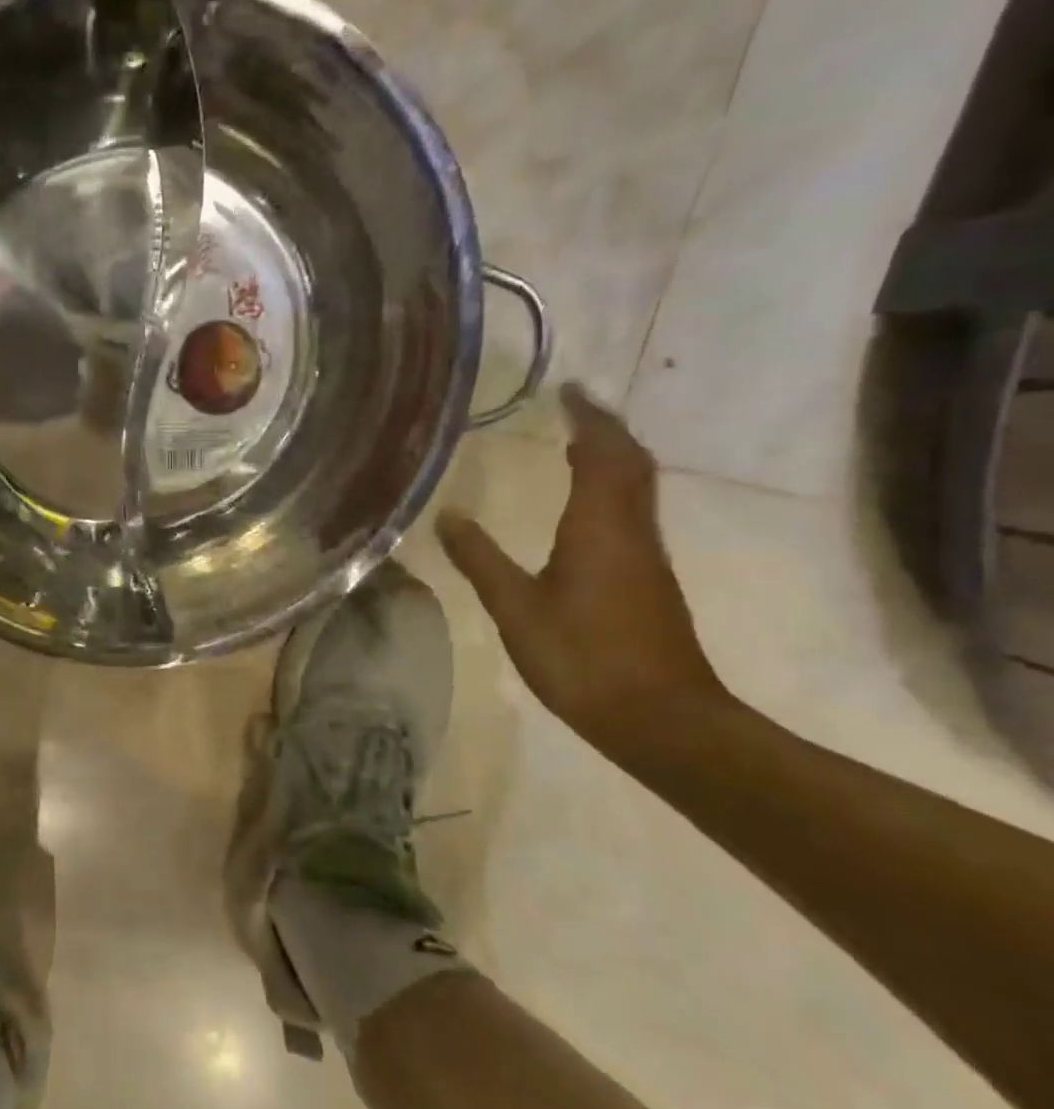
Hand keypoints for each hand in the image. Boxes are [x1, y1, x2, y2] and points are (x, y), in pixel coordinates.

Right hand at [436, 383, 727, 758]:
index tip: (568, 389)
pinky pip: (633, 514)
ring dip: (613, 458)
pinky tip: (589, 508)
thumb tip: (447, 514)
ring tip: (579, 445)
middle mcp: (631, 531)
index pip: (602, 454)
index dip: (588, 418)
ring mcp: (646, 558)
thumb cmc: (582, 658)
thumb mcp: (516, 608)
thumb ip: (481, 559)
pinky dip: (613, 491)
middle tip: (575, 408)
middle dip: (606, 429)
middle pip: (631, 463)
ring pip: (637, 489)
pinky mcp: (649, 582)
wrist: (661, 718)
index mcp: (599, 527)